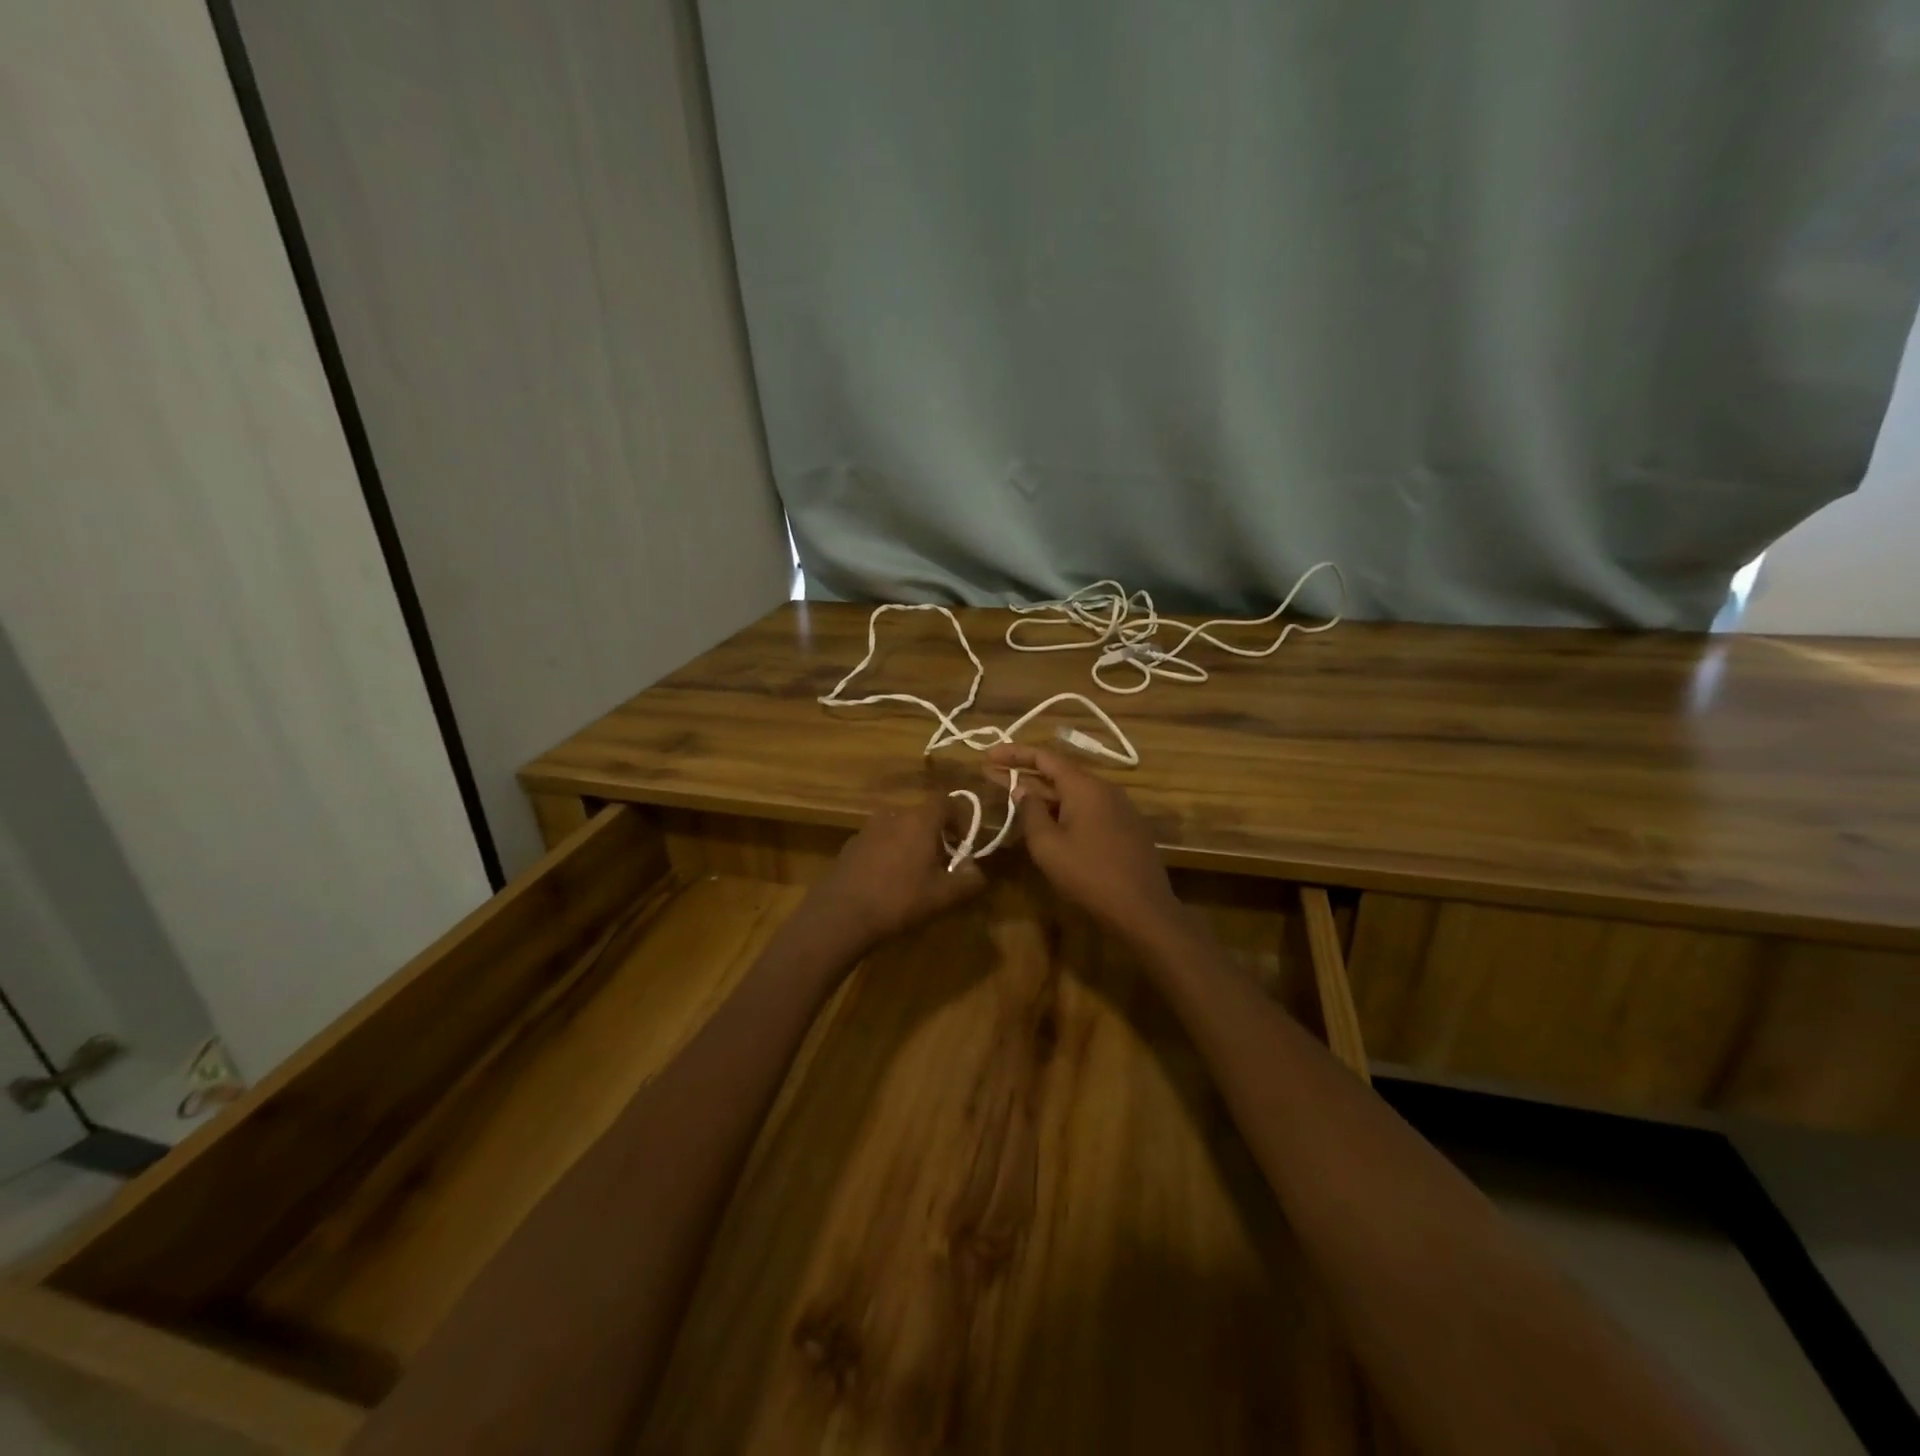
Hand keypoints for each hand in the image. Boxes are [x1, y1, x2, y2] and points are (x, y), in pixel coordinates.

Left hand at [810, 795, 985, 951]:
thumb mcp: (943, 896)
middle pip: (922, 816)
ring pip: (899, 828)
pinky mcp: (850, 845)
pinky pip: (879, 842)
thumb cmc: (899, 900)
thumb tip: (977, 870)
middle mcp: (893, 815)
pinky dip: (889, 853)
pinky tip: (887, 882)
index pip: (946, 802)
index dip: (960, 819)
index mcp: (919, 820)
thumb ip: (969, 880)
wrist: (840, 914)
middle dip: (936, 836)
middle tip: (943, 864)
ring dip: (911, 844)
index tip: (965, 844)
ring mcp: (867, 829)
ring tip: (915, 874)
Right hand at [986, 745, 1181, 943]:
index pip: (1045, 757)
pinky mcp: (1126, 828)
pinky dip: (1063, 808)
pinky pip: (1088, 809)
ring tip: (1014, 796)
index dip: (1014, 753)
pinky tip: (1048, 821)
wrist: (1143, 909)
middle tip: (992, 774)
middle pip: (1059, 773)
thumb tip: (1022, 789)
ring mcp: (1120, 808)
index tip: (989, 755)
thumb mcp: (1048, 845)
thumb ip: (1030, 812)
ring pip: (1074, 793)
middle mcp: (1105, 789)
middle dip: (1024, 774)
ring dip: (1043, 793)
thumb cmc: (1089, 874)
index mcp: (1085, 787)